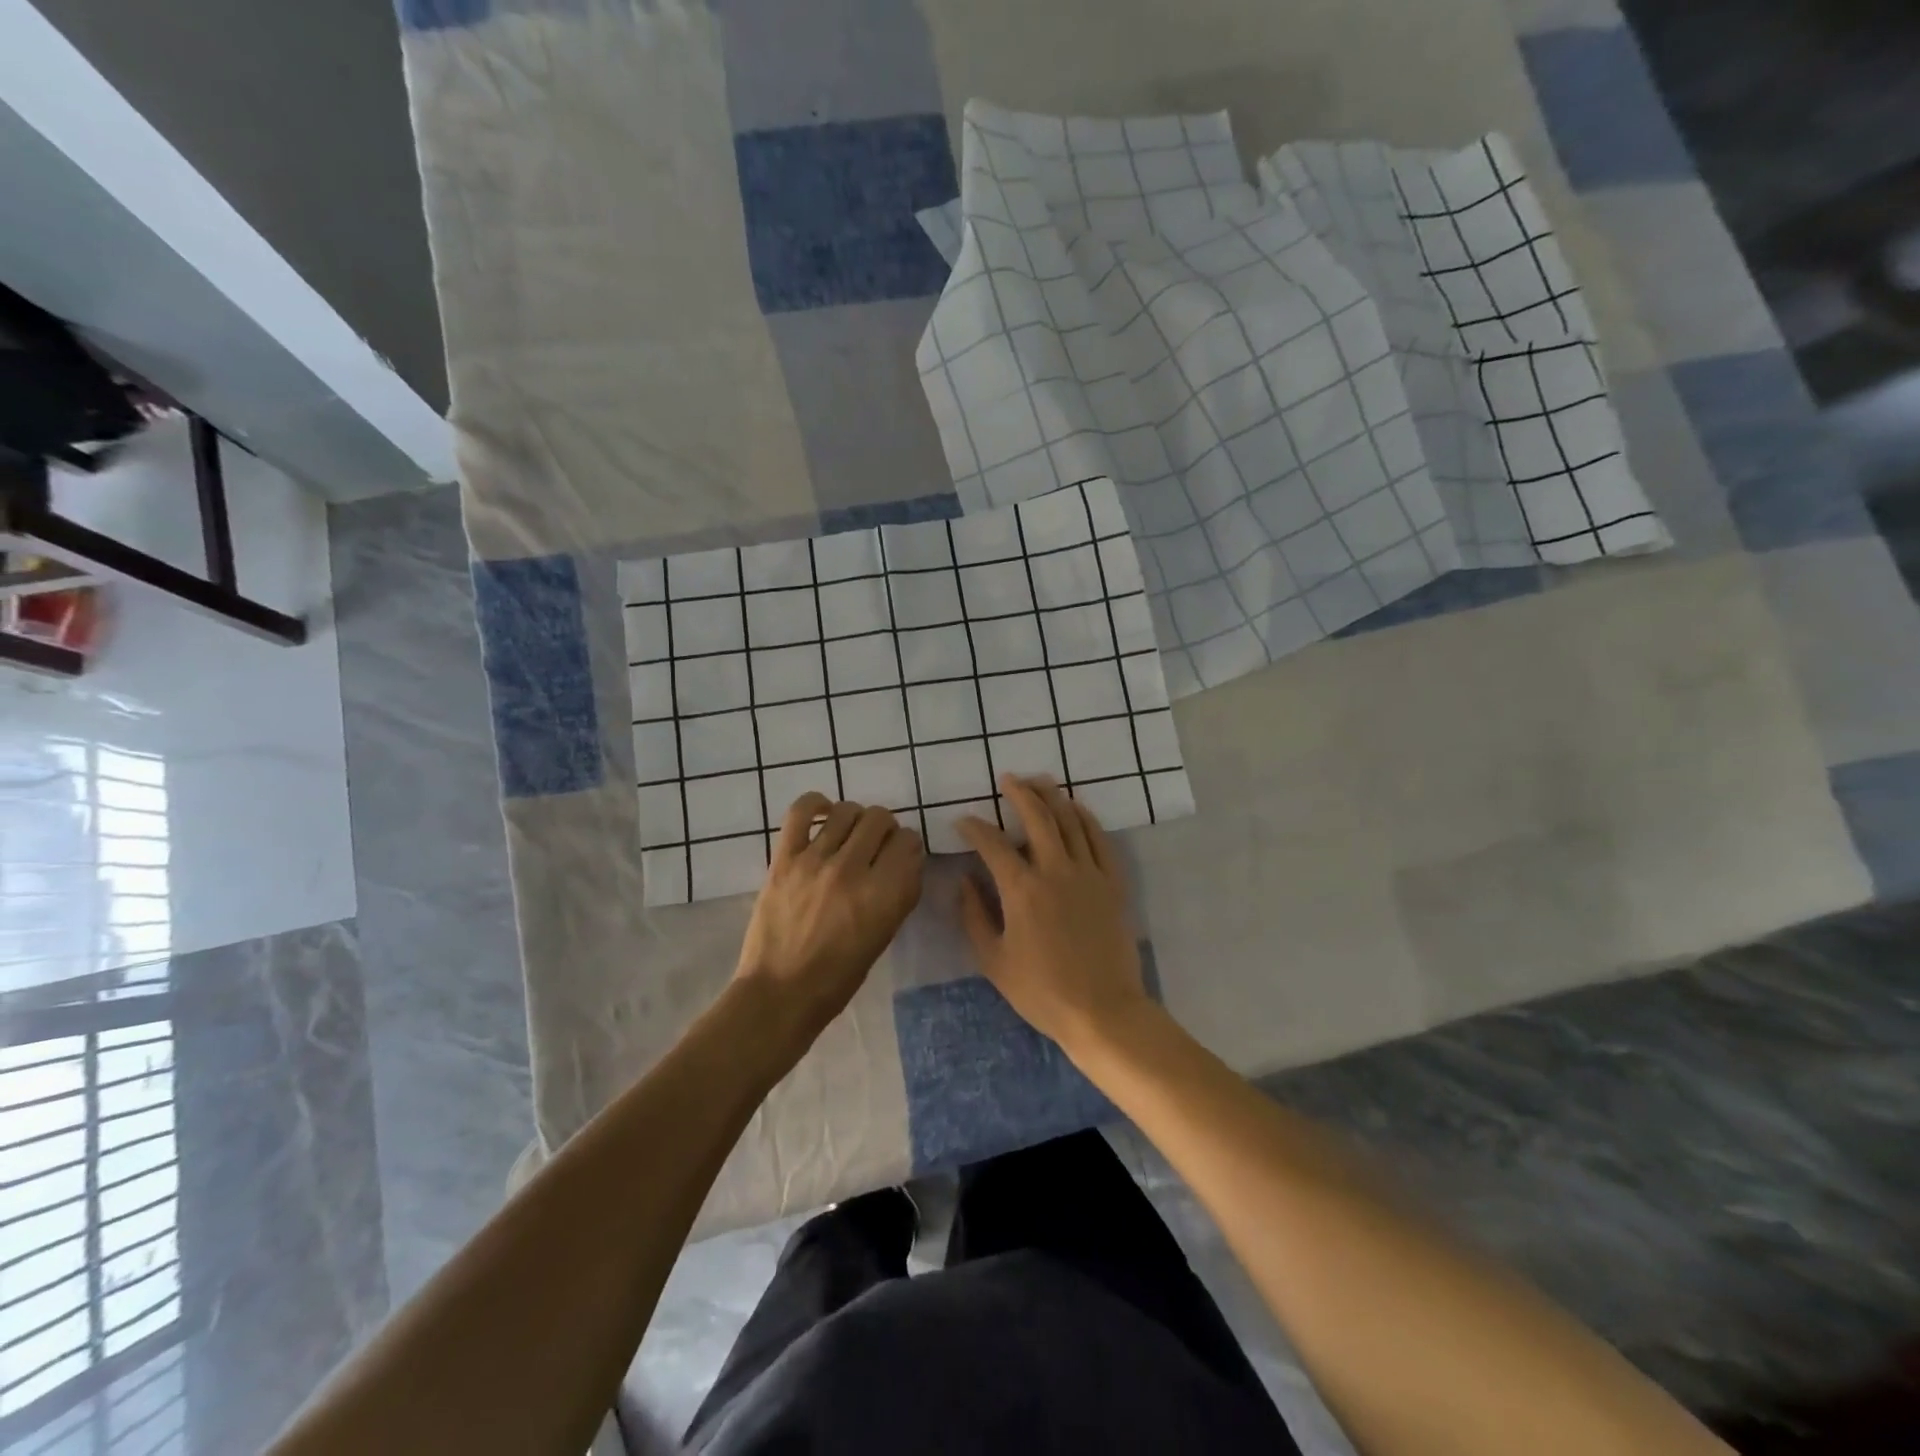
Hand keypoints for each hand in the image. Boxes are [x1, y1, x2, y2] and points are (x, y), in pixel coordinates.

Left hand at [735, 793, 923, 1052]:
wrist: (780, 993)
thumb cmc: (839, 977)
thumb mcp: (884, 935)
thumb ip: (899, 892)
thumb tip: (903, 857)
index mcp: (885, 895)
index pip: (909, 841)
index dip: (907, 846)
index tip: (899, 856)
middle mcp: (854, 871)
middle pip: (881, 819)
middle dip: (884, 829)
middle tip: (873, 847)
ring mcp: (817, 861)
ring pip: (847, 810)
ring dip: (855, 819)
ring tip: (848, 835)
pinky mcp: (785, 859)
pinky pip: (801, 811)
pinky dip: (816, 803)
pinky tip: (823, 813)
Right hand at [957, 774, 1150, 1057]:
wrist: (1104, 1011)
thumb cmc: (1043, 992)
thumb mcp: (994, 961)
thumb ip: (974, 916)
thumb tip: (963, 880)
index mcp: (1022, 890)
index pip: (993, 844)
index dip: (974, 827)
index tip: (963, 820)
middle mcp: (1056, 871)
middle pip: (1038, 818)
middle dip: (1020, 793)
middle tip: (1008, 779)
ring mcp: (1089, 874)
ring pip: (1071, 821)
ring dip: (1053, 796)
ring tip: (1040, 782)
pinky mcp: (1112, 883)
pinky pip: (1099, 840)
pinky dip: (1086, 818)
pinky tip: (1077, 808)